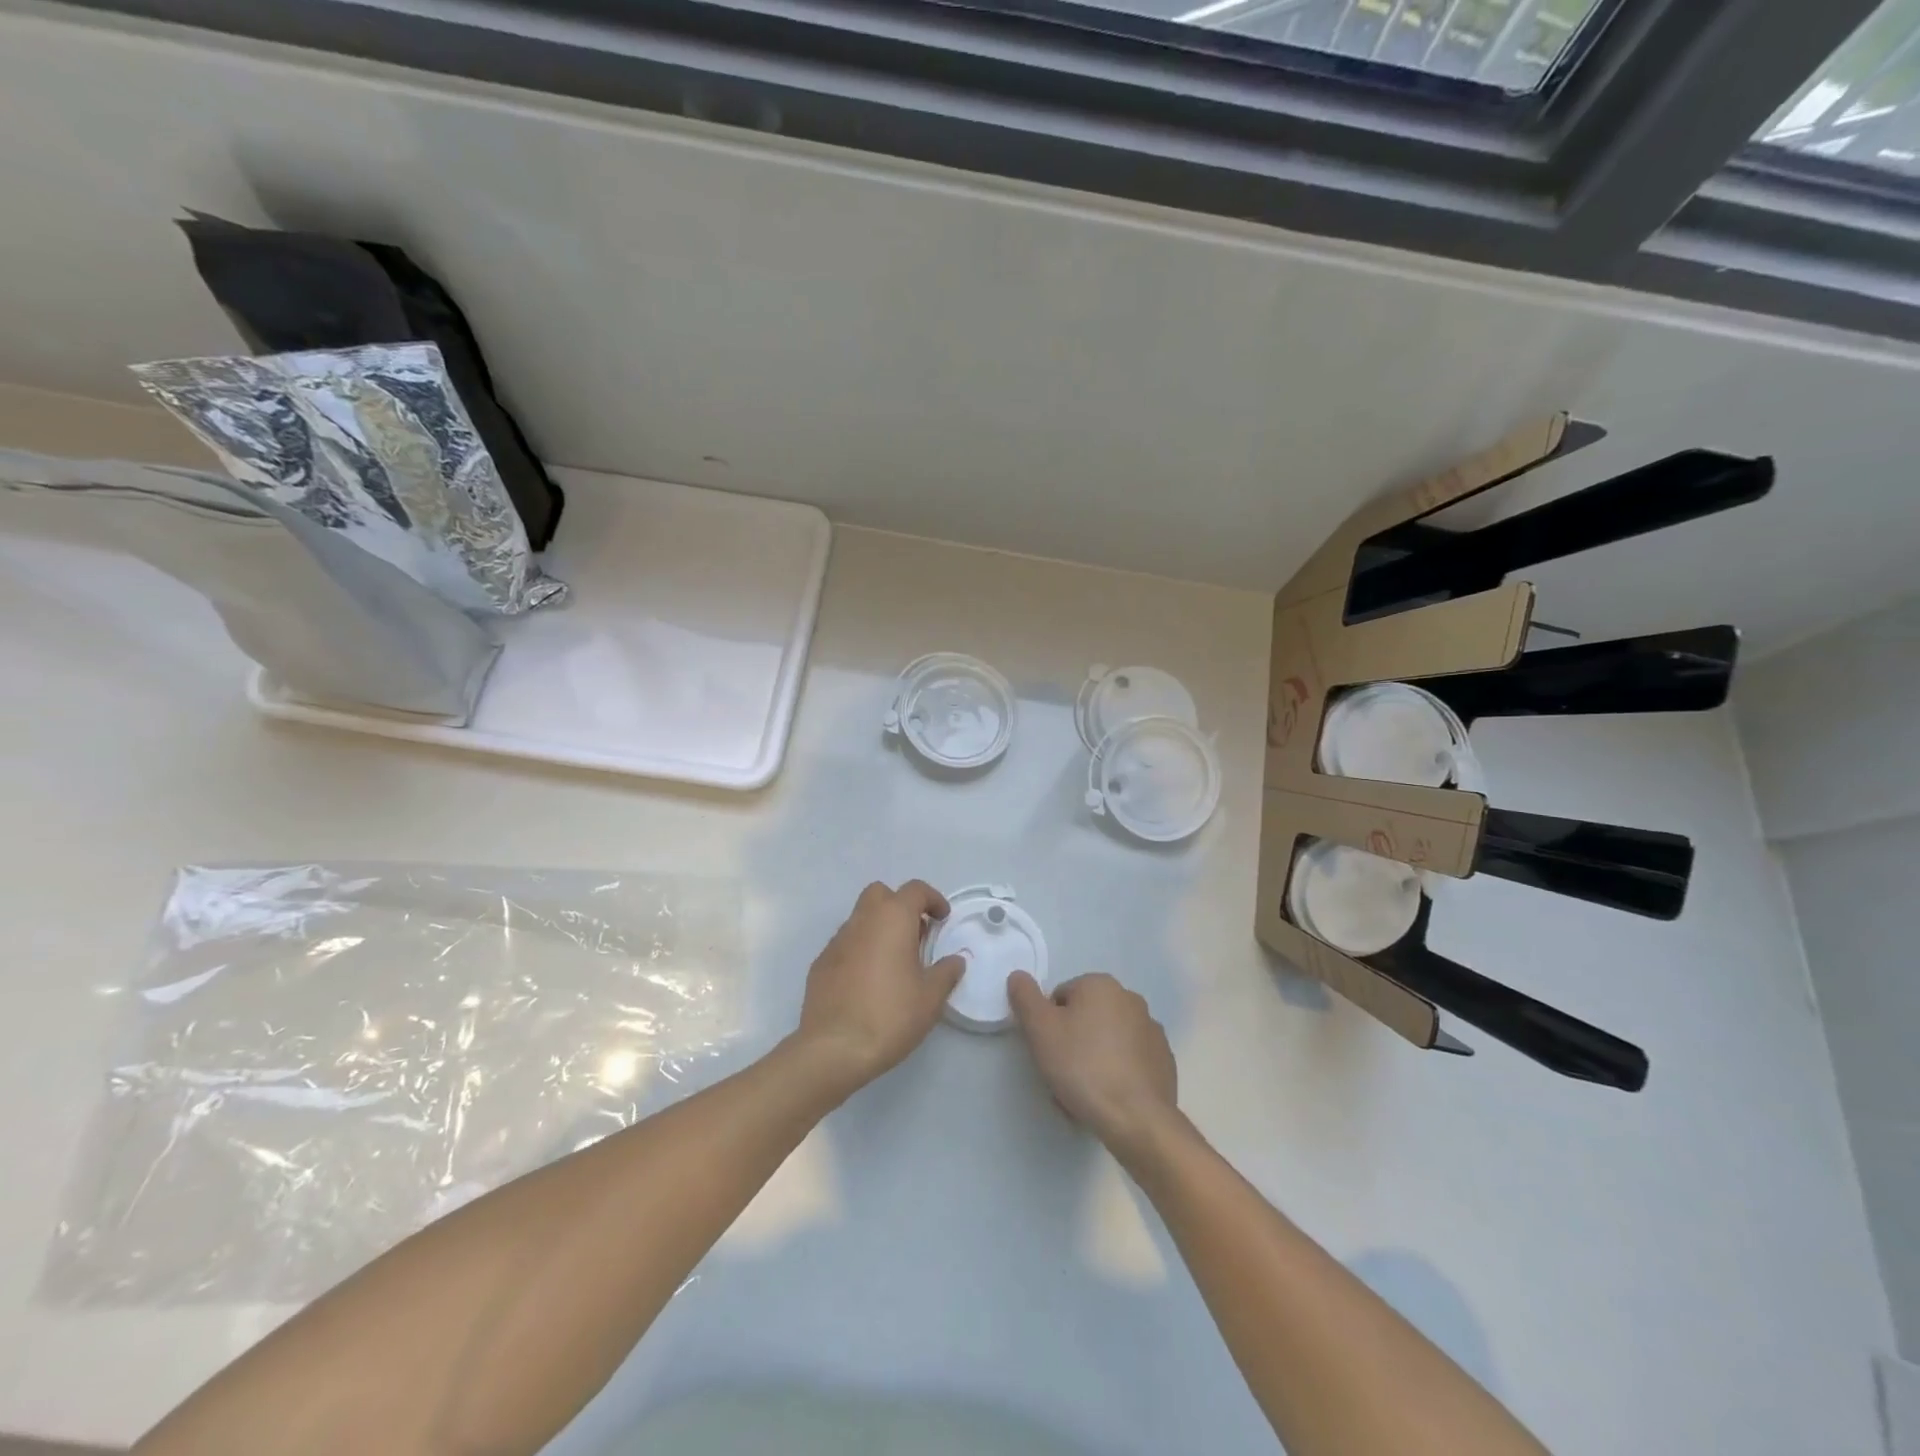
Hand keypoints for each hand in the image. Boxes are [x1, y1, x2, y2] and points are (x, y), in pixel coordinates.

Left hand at [791, 880, 964, 1097]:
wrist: (834, 1048)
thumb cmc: (890, 1016)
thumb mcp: (930, 998)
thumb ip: (946, 973)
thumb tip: (956, 960)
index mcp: (892, 919)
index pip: (914, 890)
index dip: (932, 899)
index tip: (942, 919)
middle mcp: (862, 921)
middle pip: (880, 894)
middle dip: (899, 905)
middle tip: (915, 933)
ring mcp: (836, 941)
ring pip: (860, 919)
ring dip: (879, 928)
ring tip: (894, 961)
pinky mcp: (820, 964)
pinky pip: (845, 944)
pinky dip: (860, 950)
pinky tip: (868, 981)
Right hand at [1008, 972, 1178, 1157]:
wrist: (1136, 1119)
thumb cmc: (1083, 1067)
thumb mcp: (1040, 1030)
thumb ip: (1025, 998)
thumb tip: (1018, 976)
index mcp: (1101, 985)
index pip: (1061, 997)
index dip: (1048, 1025)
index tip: (1047, 1052)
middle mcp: (1130, 999)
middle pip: (1085, 1018)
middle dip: (1072, 1042)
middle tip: (1062, 1074)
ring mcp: (1151, 1030)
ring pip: (1107, 1040)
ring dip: (1093, 1058)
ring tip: (1084, 1094)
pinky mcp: (1164, 1060)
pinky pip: (1129, 1061)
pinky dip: (1118, 1073)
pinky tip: (1108, 1098)